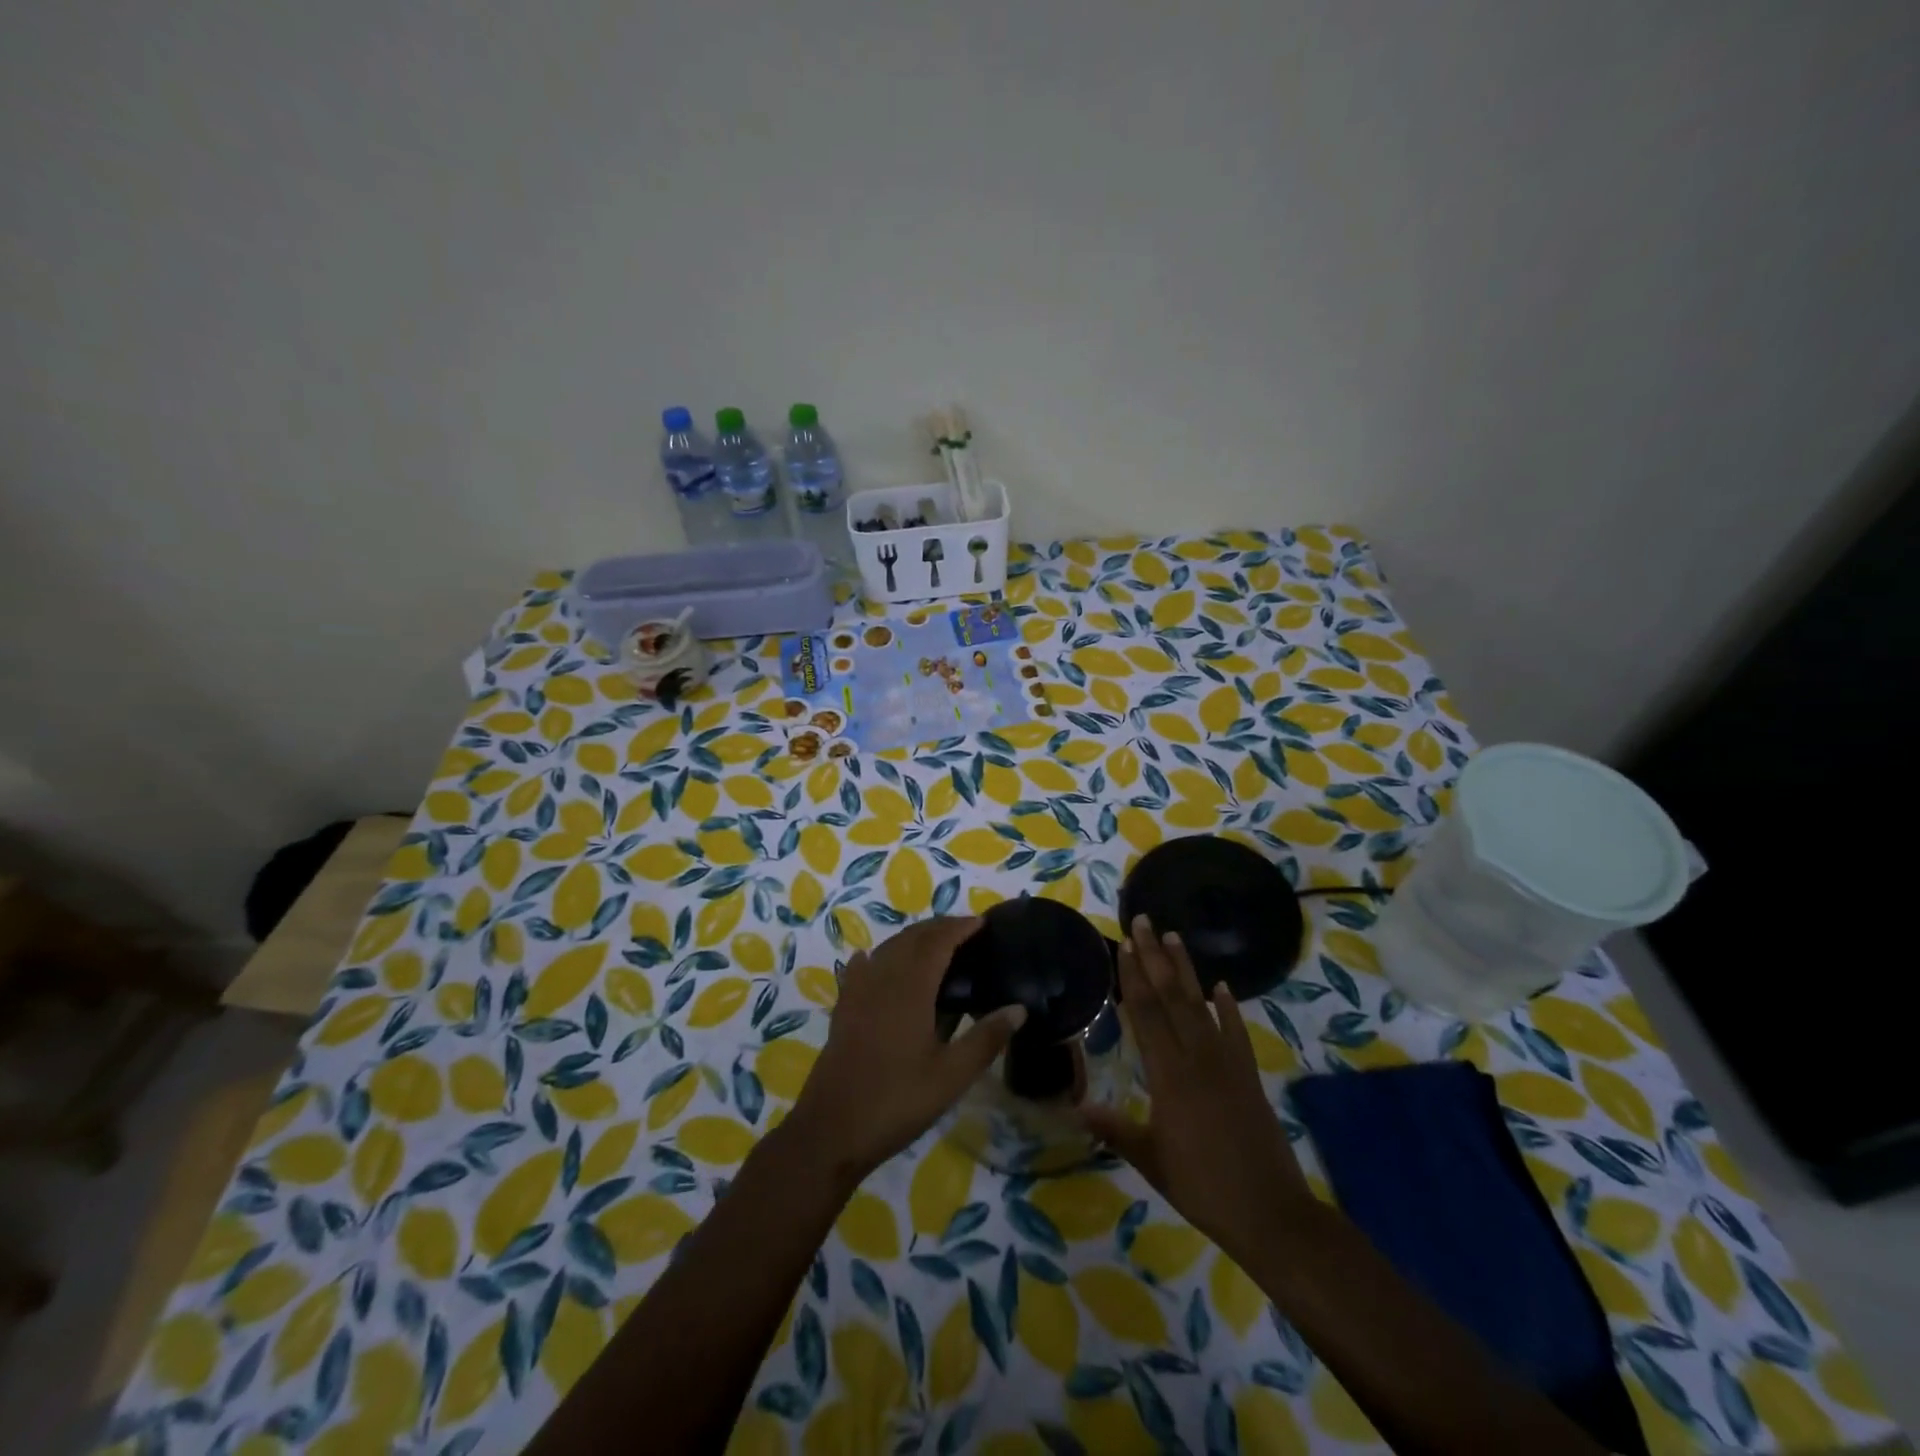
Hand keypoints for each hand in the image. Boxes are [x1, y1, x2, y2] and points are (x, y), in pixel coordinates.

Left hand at [785, 916, 1025, 1179]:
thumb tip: (1019, 1008)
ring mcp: (858, 993)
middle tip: (966, 932)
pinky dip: (879, 957)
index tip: (982, 922)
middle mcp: (882, 979)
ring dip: (912, 939)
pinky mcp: (843, 1010)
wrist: (831, 1130)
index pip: (937, 941)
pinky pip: (863, 968)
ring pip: (887, 949)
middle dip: (939, 928)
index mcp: (910, 988)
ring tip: (936, 946)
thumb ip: (986, 1038)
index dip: (960, 927)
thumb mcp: (951, 1076)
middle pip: (911, 938)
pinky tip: (877, 963)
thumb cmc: (897, 1101)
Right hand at [1083, 916, 1312, 1260]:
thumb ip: (1115, 1128)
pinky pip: (1236, 1032)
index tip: (1124, 944)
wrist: (1270, 1213)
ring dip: (1186, 970)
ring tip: (1175, 937)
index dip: (1134, 977)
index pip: (1146, 1014)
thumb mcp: (1151, 1160)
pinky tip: (1222, 987)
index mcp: (1169, 1075)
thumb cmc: (1202, 1186)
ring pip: (1202, 1005)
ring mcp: (1227, 1063)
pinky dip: (1229, 1007)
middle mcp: (1197, 1058)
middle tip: (1144, 921)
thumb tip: (1075, 1106)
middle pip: (1172, 997)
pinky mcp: (1248, 1075)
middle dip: (1156, 957)